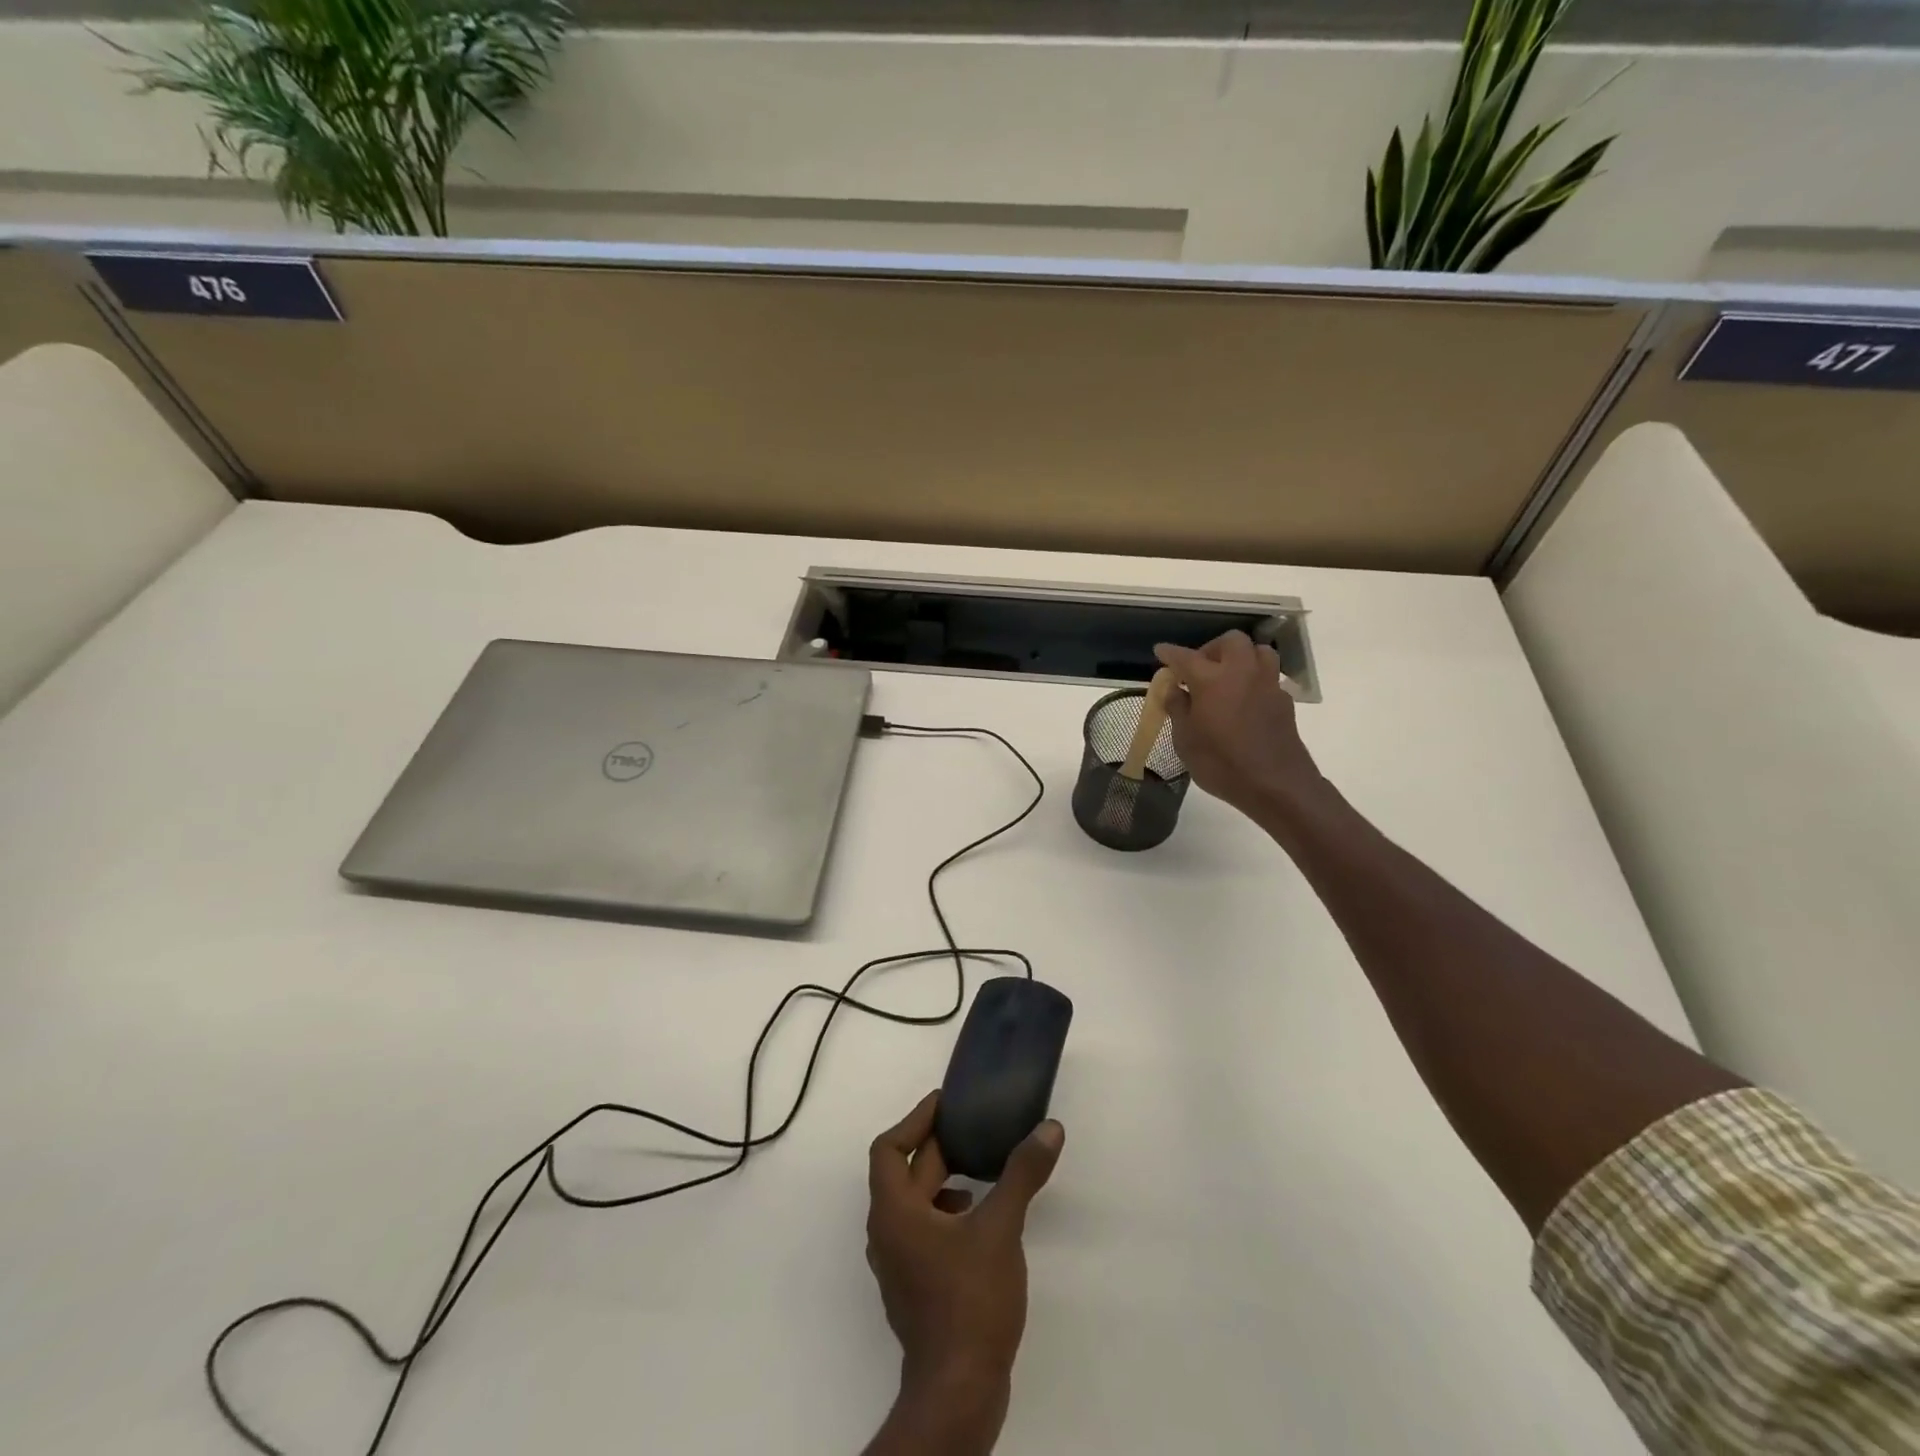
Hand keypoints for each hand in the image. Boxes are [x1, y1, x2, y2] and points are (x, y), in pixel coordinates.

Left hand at [862, 1092, 1064, 1453]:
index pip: (888, 1148)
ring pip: (916, 1204)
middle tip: (974, 1127)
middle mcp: (887, 1233)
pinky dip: (948, 1213)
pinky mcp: (916, 1288)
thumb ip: (1022, 1174)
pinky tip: (981, 1219)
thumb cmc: (970, 1300)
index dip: (915, 1120)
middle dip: (938, 1148)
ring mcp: (899, 1265)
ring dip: (943, 1181)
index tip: (945, 1104)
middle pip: (905, 1174)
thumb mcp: (1001, 1227)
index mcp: (894, 1211)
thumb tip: (1050, 1129)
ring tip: (981, 1170)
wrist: (959, 1392)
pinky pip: (925, 1231)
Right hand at [1154, 631, 1323, 822]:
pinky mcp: (1284, 700)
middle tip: (1199, 668)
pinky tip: (1244, 700)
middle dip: (1212, 649)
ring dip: (1240, 656)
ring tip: (1226, 677)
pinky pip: (1268, 676)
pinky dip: (1254, 679)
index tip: (1160, 651)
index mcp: (1212, 680)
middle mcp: (1242, 672)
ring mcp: (1267, 684)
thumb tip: (1174, 689)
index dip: (1170, 653)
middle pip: (1231, 641)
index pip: (1186, 657)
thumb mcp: (1186, 740)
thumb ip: (1178, 709)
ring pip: (1257, 651)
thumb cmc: (1222, 764)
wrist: (1276, 785)